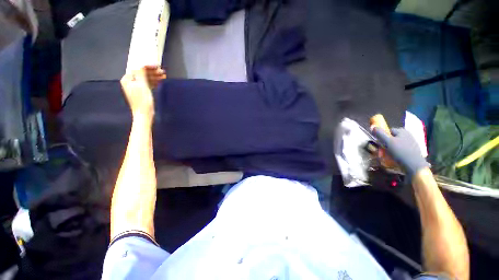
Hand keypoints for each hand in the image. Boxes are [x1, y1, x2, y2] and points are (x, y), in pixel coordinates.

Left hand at [120, 66, 164, 117]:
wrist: (144, 114)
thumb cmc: (142, 100)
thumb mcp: (142, 85)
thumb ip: (141, 74)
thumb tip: (142, 65)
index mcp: (127, 79)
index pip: (138, 68)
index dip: (147, 66)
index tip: (157, 66)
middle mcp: (131, 82)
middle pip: (142, 73)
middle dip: (152, 71)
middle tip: (162, 71)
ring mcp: (137, 87)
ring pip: (146, 78)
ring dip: (155, 76)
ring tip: (164, 76)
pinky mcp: (142, 92)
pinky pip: (148, 84)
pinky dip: (154, 82)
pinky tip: (160, 81)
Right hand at [372, 127, 428, 178]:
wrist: (414, 166)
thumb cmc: (400, 152)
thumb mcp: (387, 142)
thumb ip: (379, 133)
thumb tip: (372, 126)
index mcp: (402, 131)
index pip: (388, 130)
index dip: (382, 137)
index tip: (380, 144)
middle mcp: (408, 135)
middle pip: (392, 137)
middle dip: (386, 143)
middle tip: (383, 151)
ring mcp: (412, 143)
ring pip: (396, 144)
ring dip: (390, 149)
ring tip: (388, 156)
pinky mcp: (413, 151)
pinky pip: (401, 150)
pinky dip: (397, 153)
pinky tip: (395, 158)